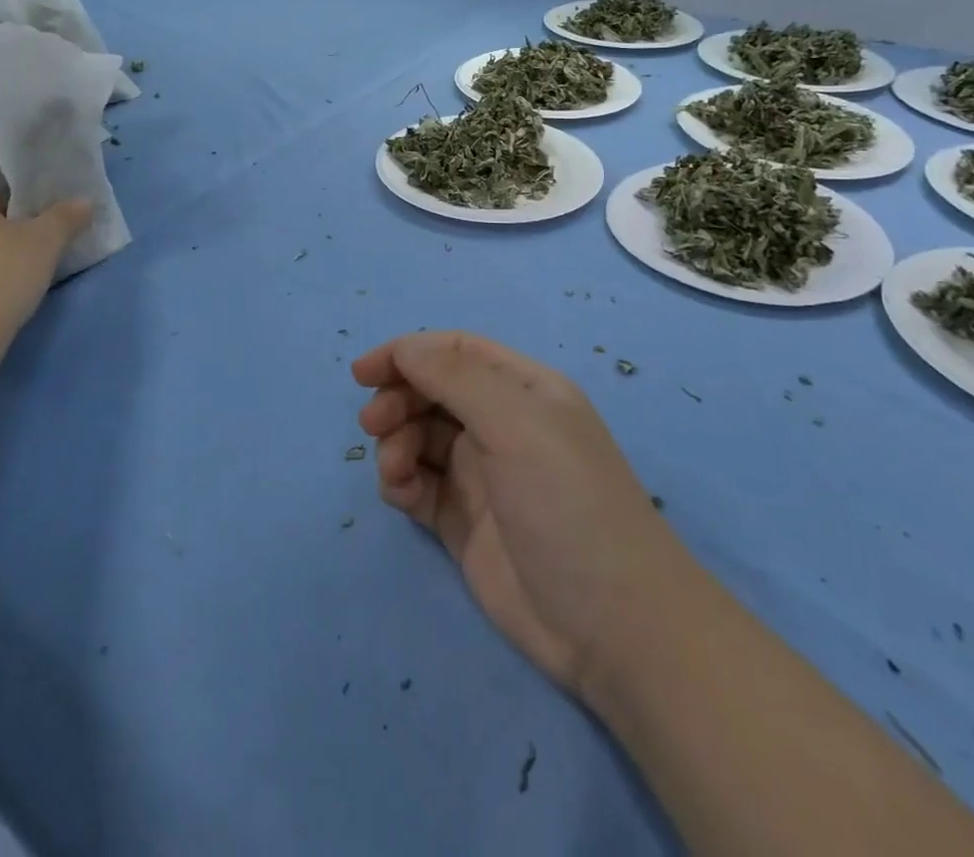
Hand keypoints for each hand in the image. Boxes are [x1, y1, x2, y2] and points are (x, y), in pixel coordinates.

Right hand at [354, 331, 672, 695]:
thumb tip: (404, 347)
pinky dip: (401, 481)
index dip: (408, 353)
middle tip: (374, 424)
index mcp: (523, 390)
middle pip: (432, 392)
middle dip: (398, 400)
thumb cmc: (567, 502)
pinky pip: (418, 484)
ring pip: (419, 437)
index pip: (455, 352)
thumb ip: (455, 377)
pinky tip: (402, 495)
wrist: (610, 626)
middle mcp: (502, 424)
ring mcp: (481, 474)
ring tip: (395, 469)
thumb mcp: (516, 423)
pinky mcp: (462, 521)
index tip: (363, 372)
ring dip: (396, 442)